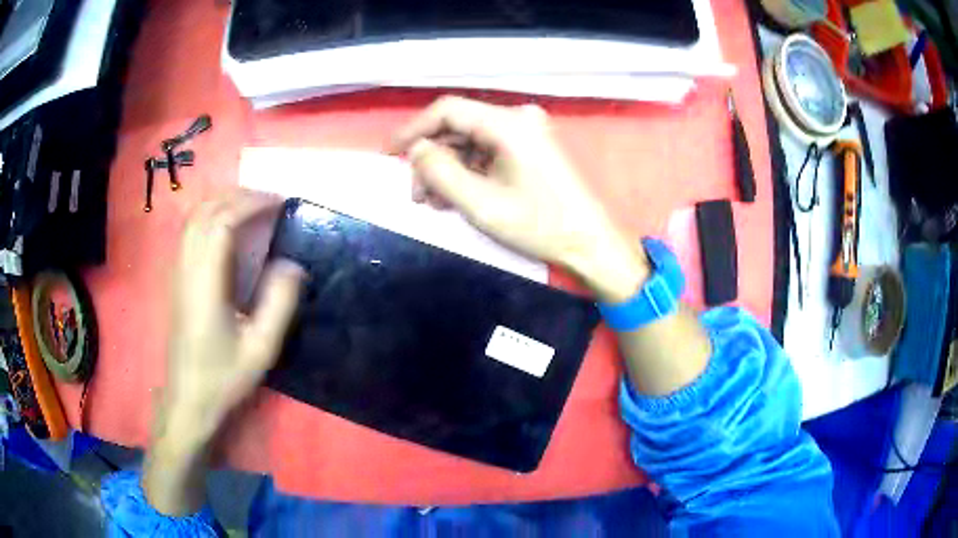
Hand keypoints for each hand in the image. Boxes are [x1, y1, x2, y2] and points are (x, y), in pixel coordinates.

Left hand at [163, 192, 302, 440]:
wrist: (188, 399)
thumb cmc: (223, 377)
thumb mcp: (260, 349)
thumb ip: (279, 304)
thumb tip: (294, 265)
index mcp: (205, 282)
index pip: (222, 222)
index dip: (251, 204)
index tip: (280, 204)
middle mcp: (187, 268)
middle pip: (205, 211)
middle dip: (239, 196)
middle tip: (270, 202)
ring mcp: (178, 272)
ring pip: (194, 218)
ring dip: (223, 203)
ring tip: (252, 208)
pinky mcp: (177, 279)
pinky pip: (190, 232)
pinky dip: (210, 216)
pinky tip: (228, 228)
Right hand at [391, 96, 648, 301]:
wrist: (589, 243)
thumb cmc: (539, 225)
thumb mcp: (481, 203)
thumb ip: (440, 172)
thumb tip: (415, 150)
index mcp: (507, 124)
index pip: (447, 110)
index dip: (413, 129)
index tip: (389, 154)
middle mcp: (517, 119)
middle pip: (458, 128)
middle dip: (431, 160)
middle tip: (417, 195)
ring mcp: (526, 133)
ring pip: (470, 142)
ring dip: (447, 169)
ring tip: (433, 202)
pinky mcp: (530, 149)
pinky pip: (487, 152)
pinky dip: (467, 172)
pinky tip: (456, 197)